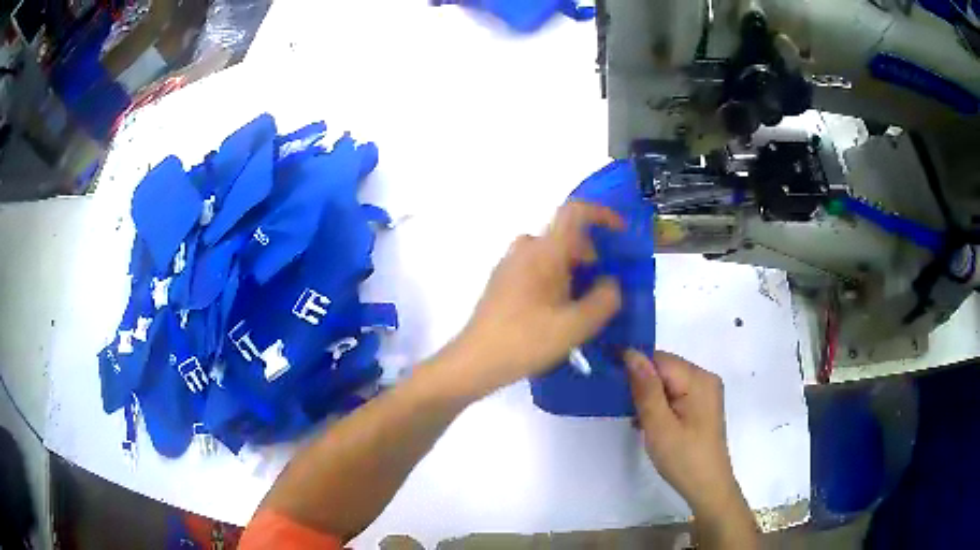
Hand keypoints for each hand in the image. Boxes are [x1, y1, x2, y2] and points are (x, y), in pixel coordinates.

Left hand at [447, 202, 623, 395]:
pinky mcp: (501, 282)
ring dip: (572, 269)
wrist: (475, 361)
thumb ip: (605, 299)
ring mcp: (509, 264)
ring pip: (550, 253)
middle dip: (590, 254)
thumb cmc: (527, 340)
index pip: (575, 211)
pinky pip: (535, 267)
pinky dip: (554, 277)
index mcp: (544, 251)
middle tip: (602, 285)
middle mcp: (525, 249)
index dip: (602, 214)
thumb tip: (610, 283)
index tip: (621, 232)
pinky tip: (557, 312)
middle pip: (565, 235)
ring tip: (582, 303)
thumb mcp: (577, 325)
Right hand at [625, 350, 744, 517]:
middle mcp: (705, 379)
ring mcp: (706, 393)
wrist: (708, 487)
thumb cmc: (683, 458)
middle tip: (626, 411)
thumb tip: (631, 354)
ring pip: (668, 382)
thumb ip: (646, 389)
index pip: (659, 359)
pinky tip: (650, 424)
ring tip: (637, 420)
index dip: (634, 369)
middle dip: (642, 384)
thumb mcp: (659, 425)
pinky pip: (676, 394)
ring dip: (649, 397)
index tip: (613, 387)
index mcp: (698, 380)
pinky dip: (660, 404)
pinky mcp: (702, 406)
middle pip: (665, 368)